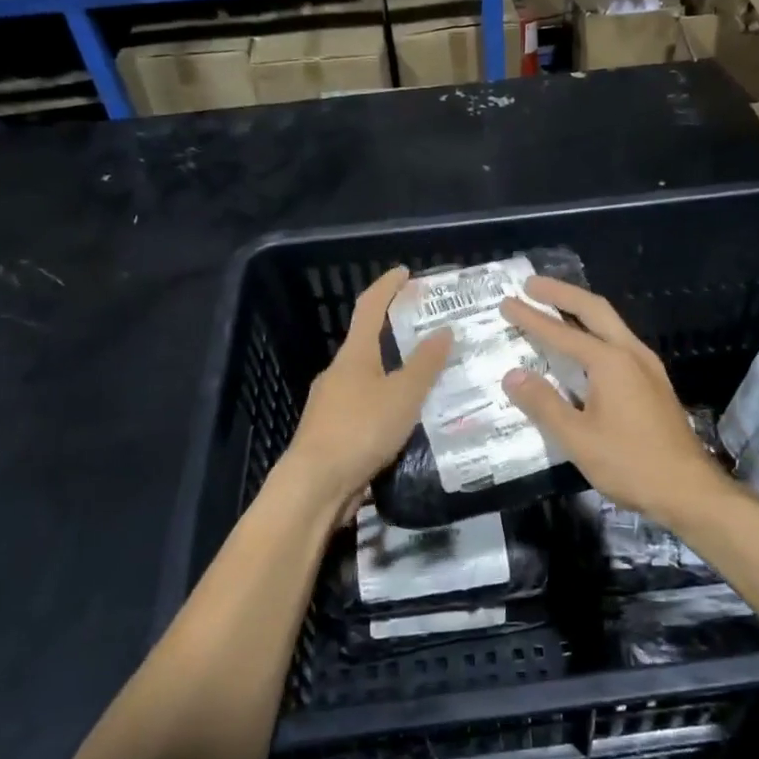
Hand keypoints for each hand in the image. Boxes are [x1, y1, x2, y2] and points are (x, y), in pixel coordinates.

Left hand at [282, 266, 451, 509]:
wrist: (315, 485)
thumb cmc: (361, 429)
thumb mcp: (403, 395)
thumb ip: (425, 364)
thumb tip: (444, 330)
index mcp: (354, 355)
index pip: (370, 307)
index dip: (388, 286)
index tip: (406, 273)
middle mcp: (339, 372)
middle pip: (369, 342)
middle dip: (397, 334)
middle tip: (431, 334)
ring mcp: (331, 403)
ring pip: (369, 378)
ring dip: (394, 373)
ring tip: (428, 381)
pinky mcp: (332, 431)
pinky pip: (366, 406)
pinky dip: (387, 403)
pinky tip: (407, 420)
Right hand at [502, 277, 731, 530]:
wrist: (688, 490)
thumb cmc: (630, 464)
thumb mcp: (577, 438)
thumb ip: (543, 404)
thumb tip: (512, 375)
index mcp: (610, 362)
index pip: (561, 333)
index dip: (531, 318)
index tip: (507, 302)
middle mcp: (631, 353)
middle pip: (594, 309)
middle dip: (562, 293)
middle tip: (531, 283)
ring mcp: (647, 366)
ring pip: (611, 323)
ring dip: (581, 309)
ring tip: (555, 304)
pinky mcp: (654, 382)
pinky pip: (619, 341)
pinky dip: (596, 330)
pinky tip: (586, 345)